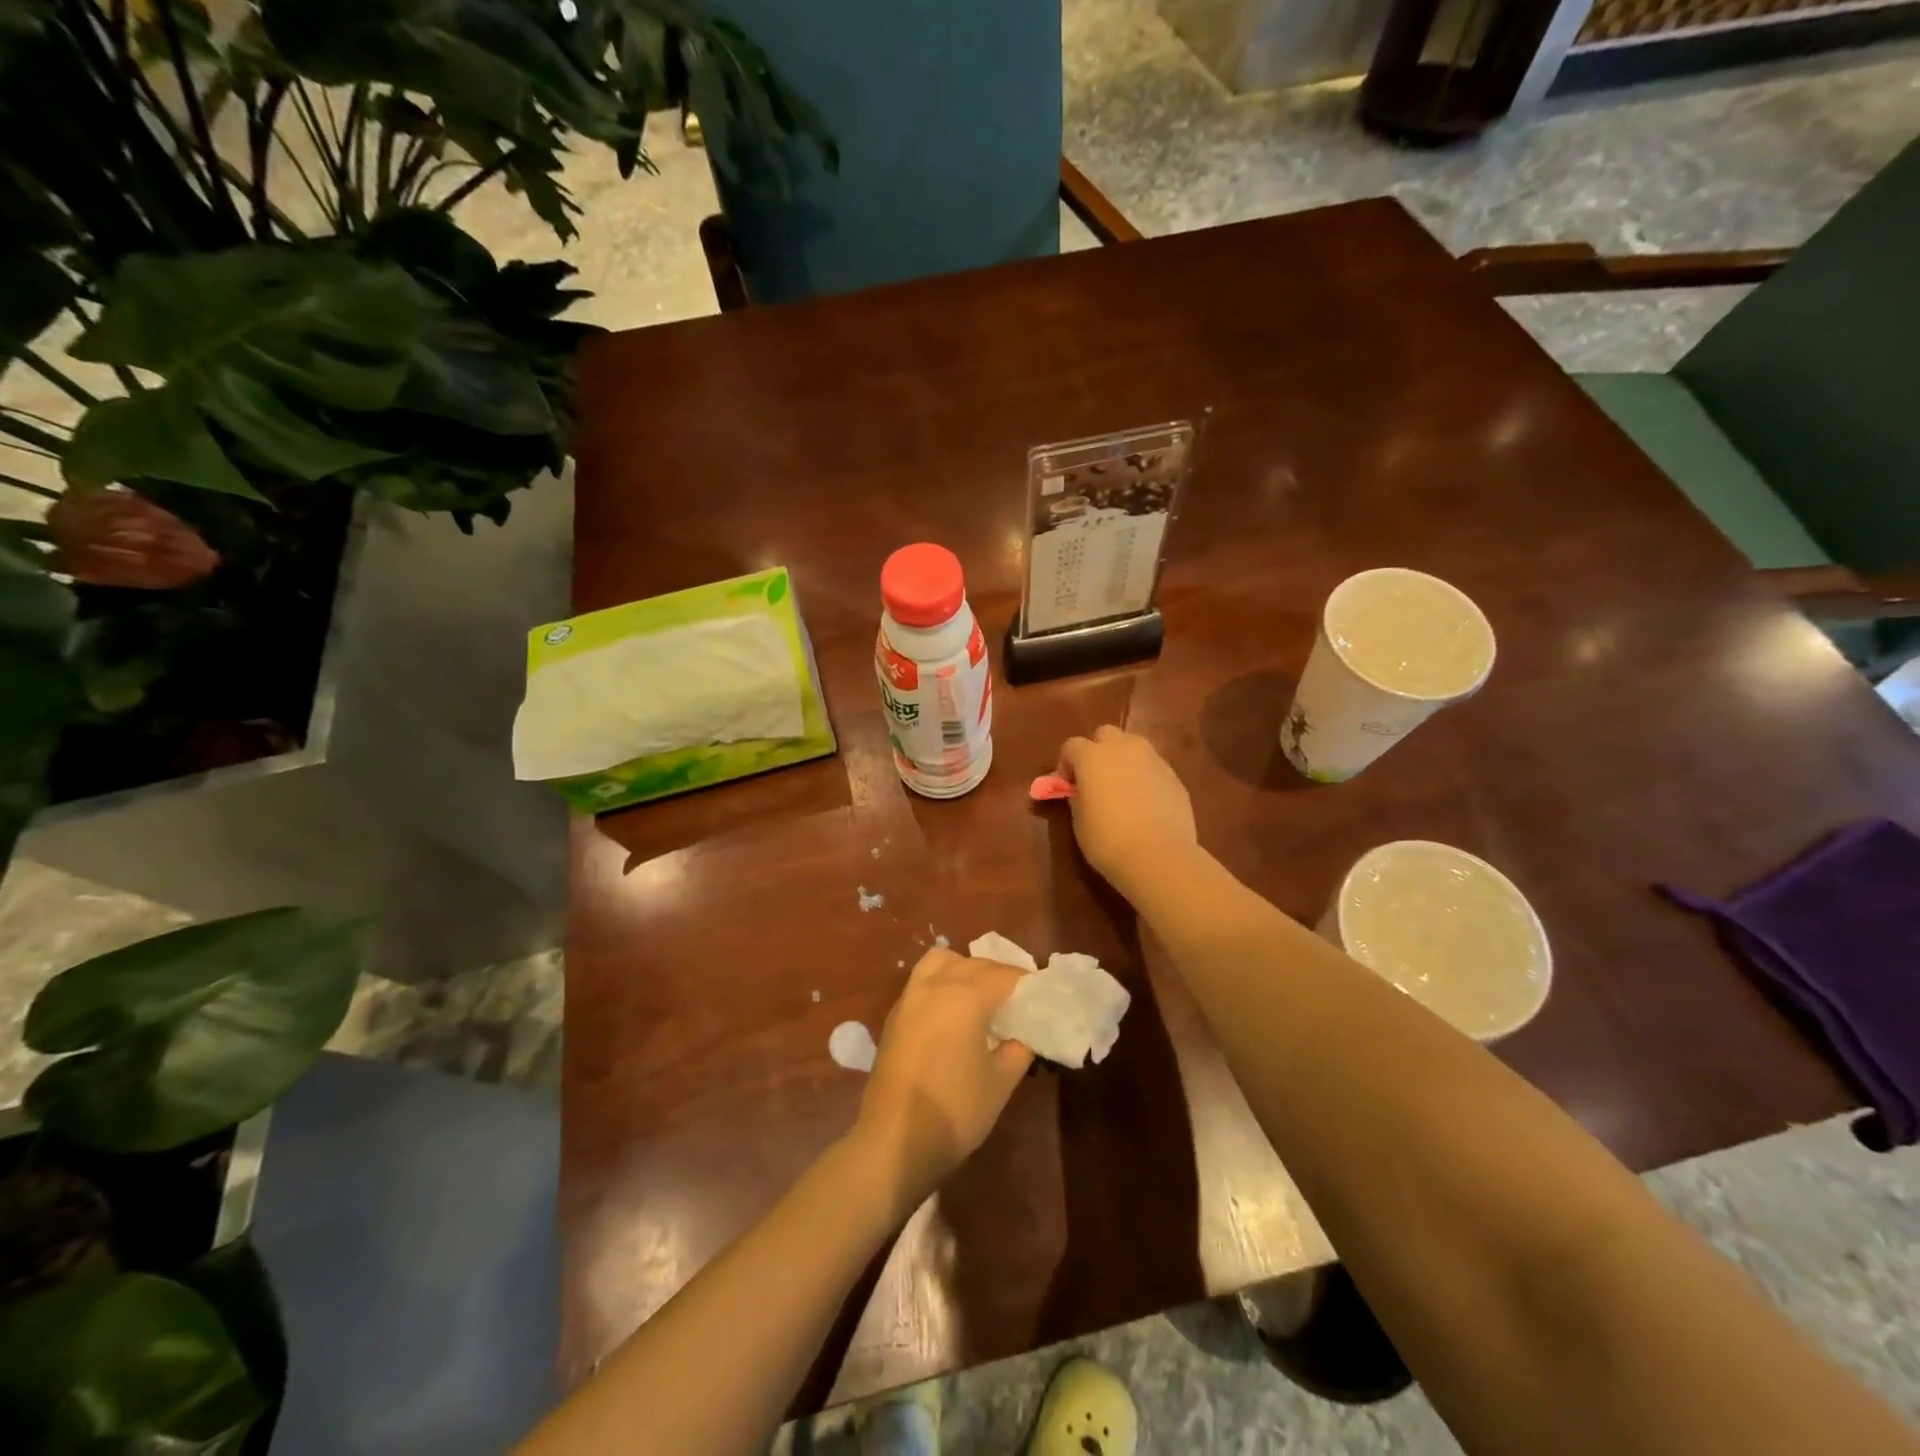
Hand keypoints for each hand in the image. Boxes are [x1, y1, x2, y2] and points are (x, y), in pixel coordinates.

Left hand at [854, 949, 1032, 1211]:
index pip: (1004, 975)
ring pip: (940, 962)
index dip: (1026, 982)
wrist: (894, 1141)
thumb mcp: (1000, 1083)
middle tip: (1017, 999)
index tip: (1041, 996)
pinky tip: (952, 1013)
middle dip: (998, 974)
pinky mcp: (894, 1016)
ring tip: (980, 997)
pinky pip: (923, 982)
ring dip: (964, 969)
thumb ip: (1018, 1051)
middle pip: (973, 964)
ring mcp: (910, 998)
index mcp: (965, 996)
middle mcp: (935, 986)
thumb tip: (1022, 1037)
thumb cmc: (954, 1110)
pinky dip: (942, 983)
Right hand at [1056, 726, 1197, 892]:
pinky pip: (1153, 767)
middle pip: (1105, 734)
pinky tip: (1146, 802)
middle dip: (1098, 750)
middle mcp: (1123, 748)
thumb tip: (1082, 791)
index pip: (1071, 745)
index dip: (1066, 764)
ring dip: (1124, 759)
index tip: (1068, 786)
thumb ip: (1078, 797)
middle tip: (1096, 779)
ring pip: (1134, 746)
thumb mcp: (1079, 820)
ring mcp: (1153, 759)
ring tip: (1123, 788)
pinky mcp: (1174, 776)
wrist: (1158, 856)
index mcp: (1092, 756)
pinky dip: (1145, 776)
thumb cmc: (1107, 840)